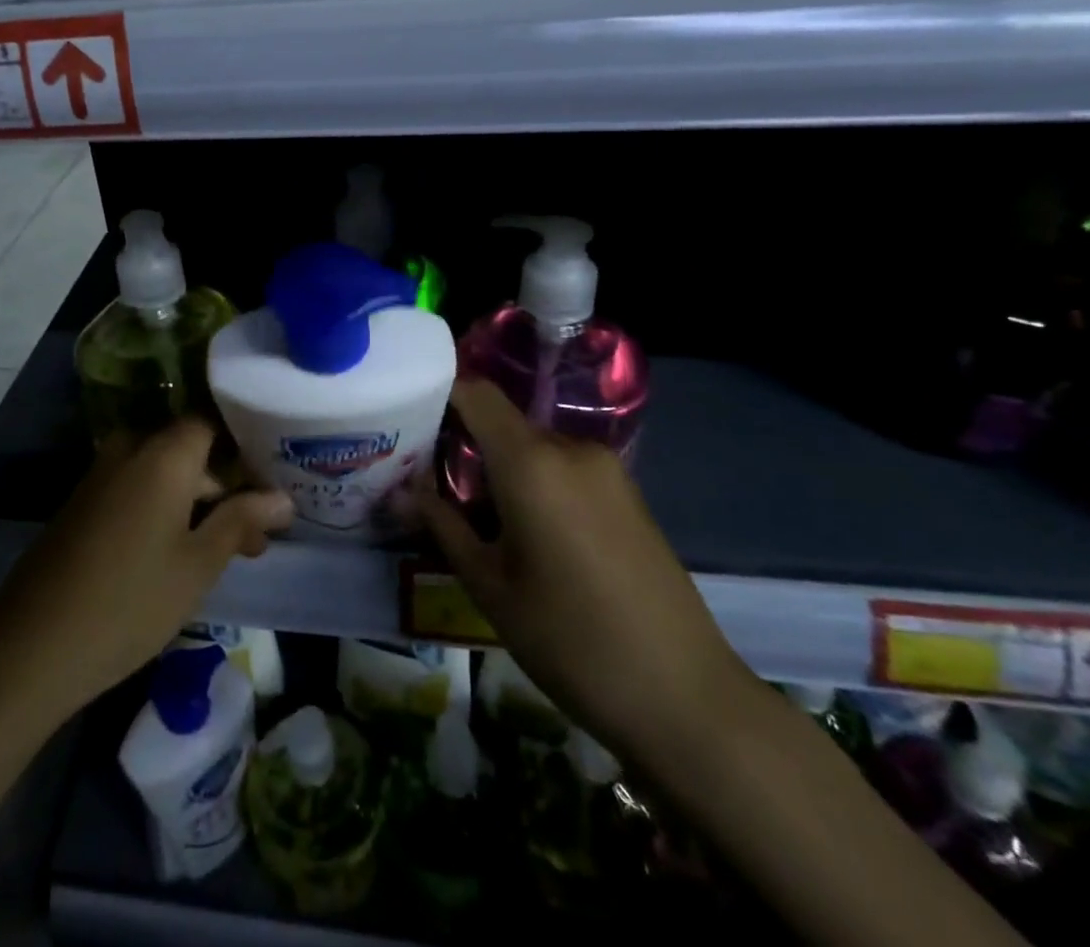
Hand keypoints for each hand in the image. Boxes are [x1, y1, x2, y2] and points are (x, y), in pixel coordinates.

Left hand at [0, 418, 294, 716]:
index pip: (214, 423)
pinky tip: (181, 554)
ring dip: (198, 504)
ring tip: (226, 555)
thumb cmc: (131, 599)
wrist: (32, 645)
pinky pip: (138, 490)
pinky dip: (165, 510)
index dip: (246, 450)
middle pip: (190, 451)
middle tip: (257, 539)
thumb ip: (242, 521)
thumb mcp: (199, 563)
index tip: (272, 485)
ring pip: (165, 473)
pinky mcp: (84, 502)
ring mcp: (102, 475)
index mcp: (164, 452)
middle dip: (226, 489)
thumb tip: (283, 499)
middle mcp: (131, 449)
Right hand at [395, 379, 750, 761]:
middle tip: (434, 485)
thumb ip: (442, 524)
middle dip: (464, 444)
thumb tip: (403, 489)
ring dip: (501, 468)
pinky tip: (528, 533)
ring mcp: (606, 469)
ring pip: (533, 447)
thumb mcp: (489, 585)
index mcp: (531, 461)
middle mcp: (570, 448)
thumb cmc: (570, 640)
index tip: (408, 423)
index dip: (439, 394)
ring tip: (478, 517)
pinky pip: (564, 467)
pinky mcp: (628, 493)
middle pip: (502, 421)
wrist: (686, 697)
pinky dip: (535, 482)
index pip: (475, 391)